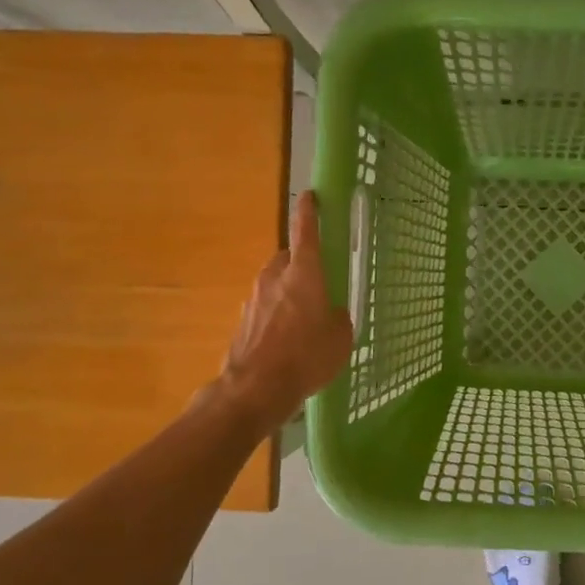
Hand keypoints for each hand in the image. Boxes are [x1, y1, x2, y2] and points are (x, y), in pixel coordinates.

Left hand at [216, 192, 353, 431]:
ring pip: (275, 285)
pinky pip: (265, 309)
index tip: (310, 196)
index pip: (306, 231)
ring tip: (304, 322)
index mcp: (304, 274)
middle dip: (302, 267)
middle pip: (289, 260)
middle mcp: (275, 278)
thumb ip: (338, 318)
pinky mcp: (243, 321)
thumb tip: (330, 314)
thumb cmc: (306, 357)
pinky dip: (276, 317)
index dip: (309, 212)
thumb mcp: (341, 338)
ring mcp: (254, 299)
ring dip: (288, 294)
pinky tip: (287, 343)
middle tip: (319, 286)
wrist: (255, 389)